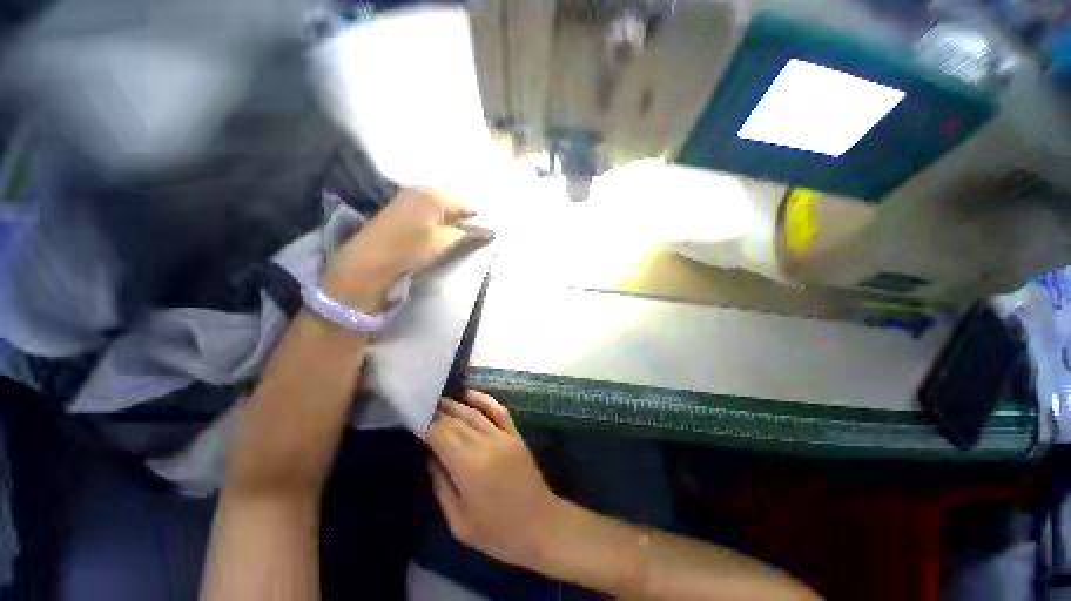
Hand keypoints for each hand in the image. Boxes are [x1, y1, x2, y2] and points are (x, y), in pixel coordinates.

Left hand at [322, 187, 492, 310]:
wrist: (370, 261)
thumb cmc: (411, 249)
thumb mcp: (444, 241)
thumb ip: (468, 233)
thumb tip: (491, 232)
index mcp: (433, 195)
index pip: (463, 201)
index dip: (476, 216)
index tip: (487, 230)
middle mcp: (420, 191)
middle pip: (451, 201)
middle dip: (464, 216)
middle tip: (475, 233)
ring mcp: (408, 199)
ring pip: (439, 206)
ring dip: (451, 219)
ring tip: (460, 235)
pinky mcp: (400, 211)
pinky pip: (428, 211)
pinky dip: (438, 220)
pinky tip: (442, 232)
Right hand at [425, 391, 564, 569]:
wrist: (540, 525)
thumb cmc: (496, 532)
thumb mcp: (459, 521)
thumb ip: (442, 486)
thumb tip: (430, 458)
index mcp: (468, 466)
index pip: (441, 435)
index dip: (426, 426)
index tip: (413, 421)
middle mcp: (485, 443)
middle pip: (456, 421)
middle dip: (437, 414)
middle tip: (421, 408)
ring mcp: (503, 436)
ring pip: (474, 413)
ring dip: (455, 405)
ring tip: (438, 400)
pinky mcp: (515, 435)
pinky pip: (498, 411)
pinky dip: (484, 399)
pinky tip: (470, 394)